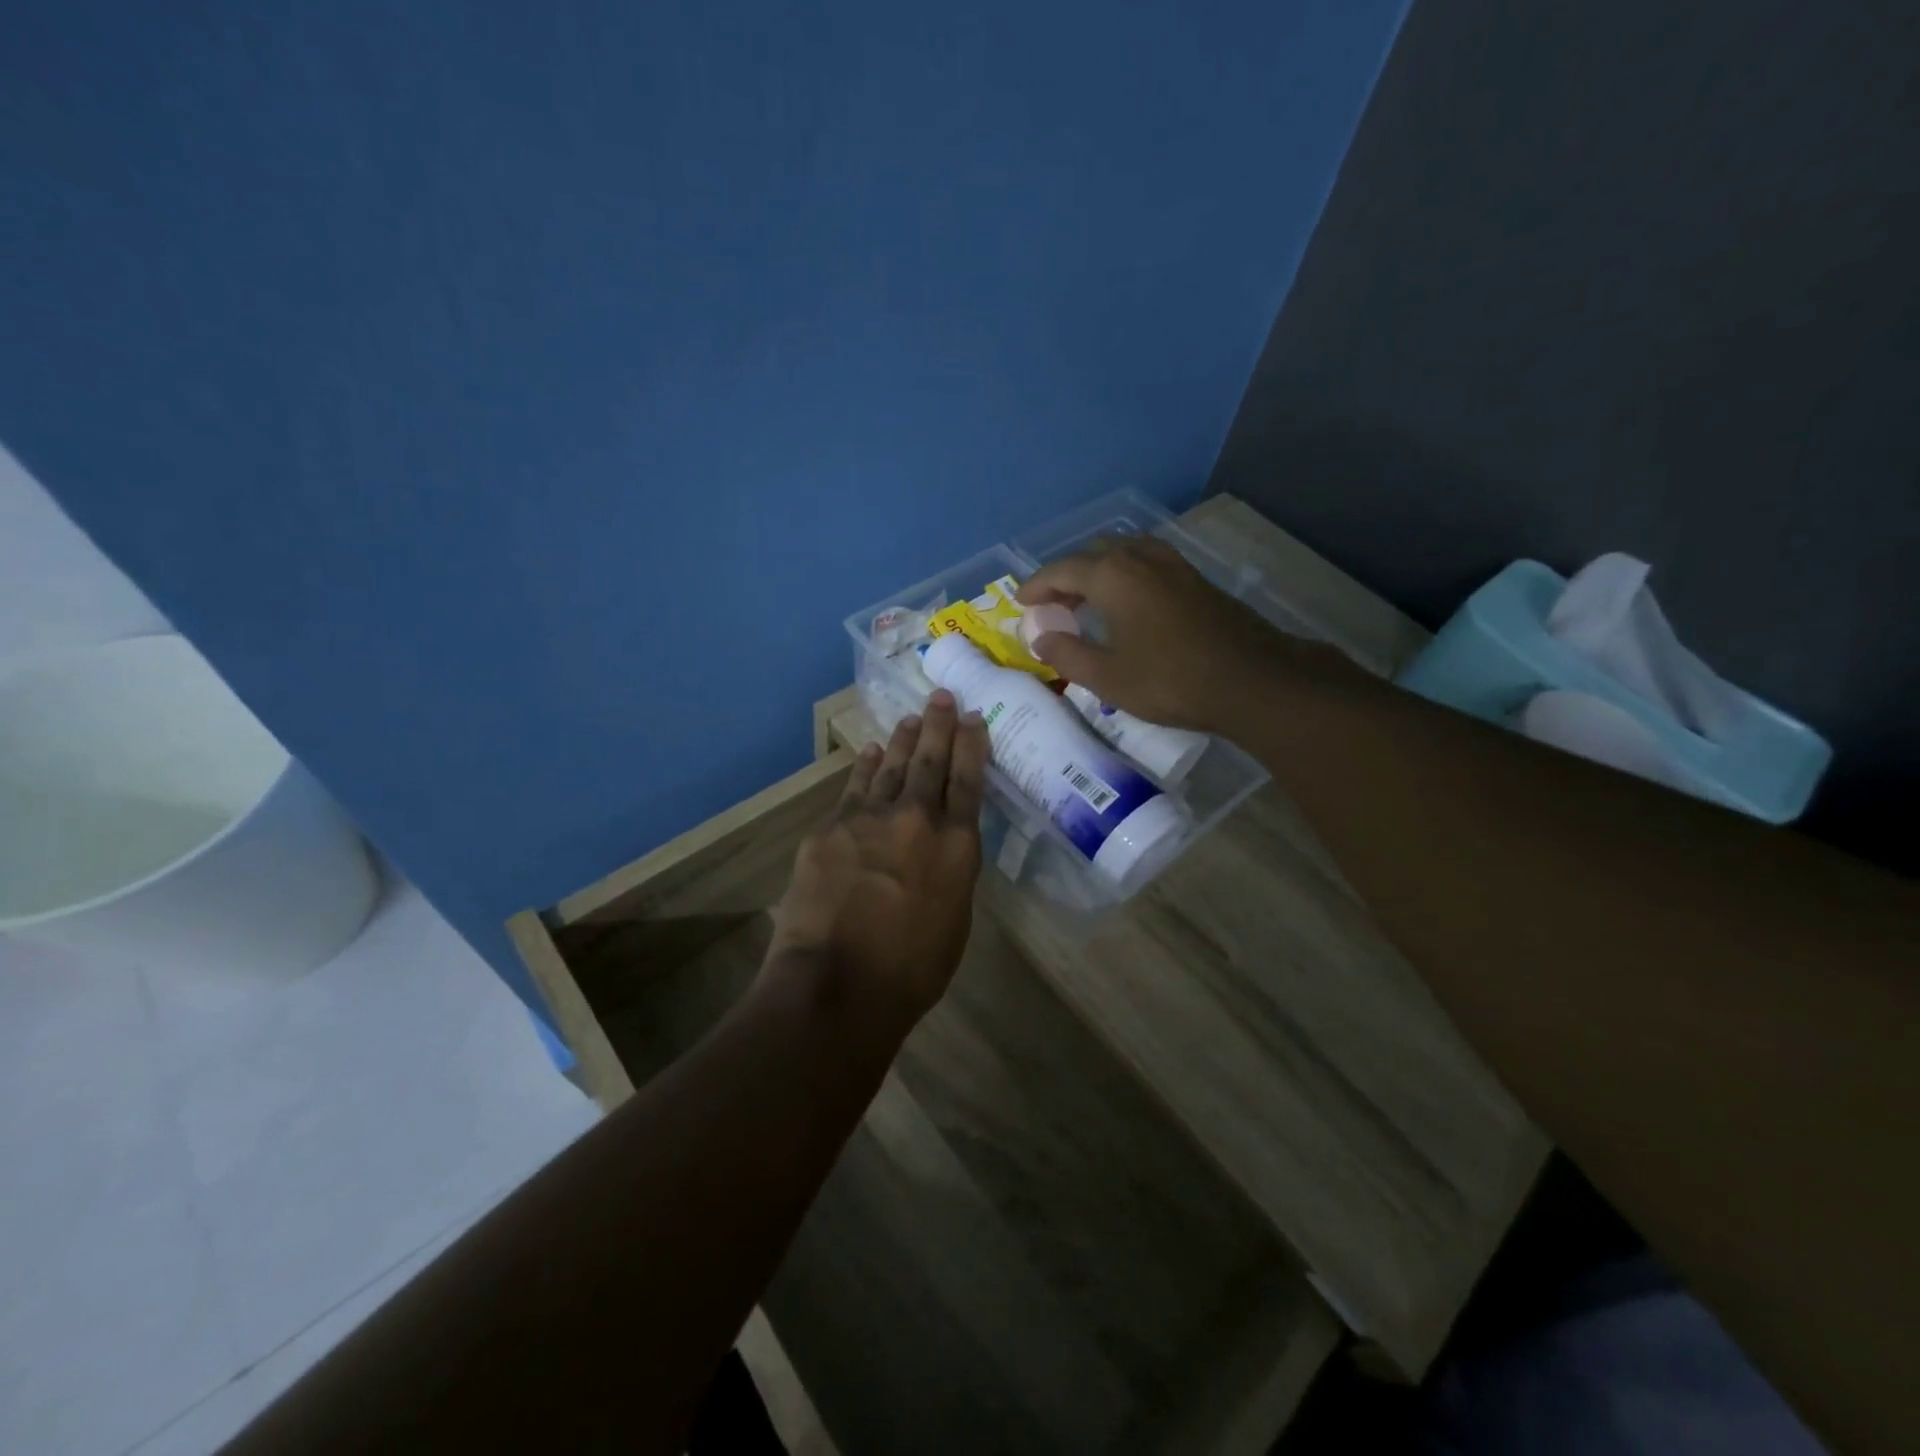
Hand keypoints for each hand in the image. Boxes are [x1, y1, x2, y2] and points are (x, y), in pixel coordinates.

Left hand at [767, 690, 987, 1035]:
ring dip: (902, 739)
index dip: (972, 746)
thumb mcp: (954, 919)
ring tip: (911, 718)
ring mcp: (870, 818)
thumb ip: (951, 872)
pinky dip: (865, 767)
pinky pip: (854, 787)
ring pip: (891, 766)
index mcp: (957, 845)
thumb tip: (942, 848)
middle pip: (931, 761)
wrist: (838, 982)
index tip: (973, 718)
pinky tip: (869, 752)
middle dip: (939, 726)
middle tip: (943, 697)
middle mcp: (917, 819)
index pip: (969, 781)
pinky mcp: (831, 827)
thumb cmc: (911, 970)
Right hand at [1016, 535, 1298, 732]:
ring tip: (1087, 601)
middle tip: (1053, 606)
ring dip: (1098, 572)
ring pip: (1123, 553)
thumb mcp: (1106, 677)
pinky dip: (1125, 575)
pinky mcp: (1194, 578)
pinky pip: (1146, 563)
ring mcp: (1172, 564)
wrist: (1251, 680)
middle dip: (1066, 577)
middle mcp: (1140, 558)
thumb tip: (1040, 638)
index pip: (1061, 570)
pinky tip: (1128, 603)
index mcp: (1112, 576)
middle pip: (1091, 555)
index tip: (1021, 602)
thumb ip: (1067, 654)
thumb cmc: (1170, 680)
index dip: (1037, 586)